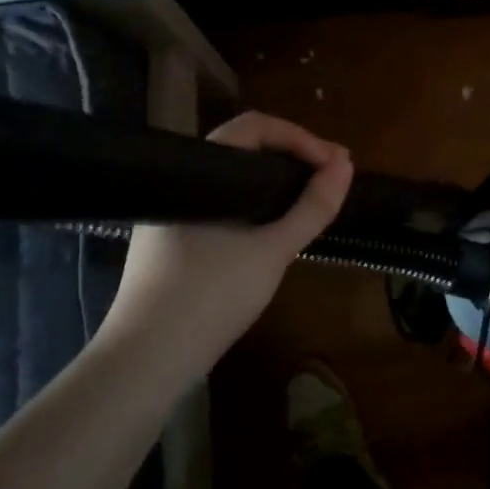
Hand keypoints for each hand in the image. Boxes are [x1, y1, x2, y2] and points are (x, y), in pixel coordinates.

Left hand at [104, 112, 352, 378]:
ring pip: (234, 181)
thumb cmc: (210, 297)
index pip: (255, 127)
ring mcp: (174, 213)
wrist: (144, 361)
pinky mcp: (173, 241)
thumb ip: (312, 207)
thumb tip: (345, 165)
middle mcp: (181, 182)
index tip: (335, 164)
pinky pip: (222, 205)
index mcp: (199, 172)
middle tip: (334, 178)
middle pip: (244, 149)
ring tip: (312, 202)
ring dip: (276, 184)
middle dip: (294, 158)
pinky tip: (275, 229)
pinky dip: (255, 207)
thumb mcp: (272, 251)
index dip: (301, 138)